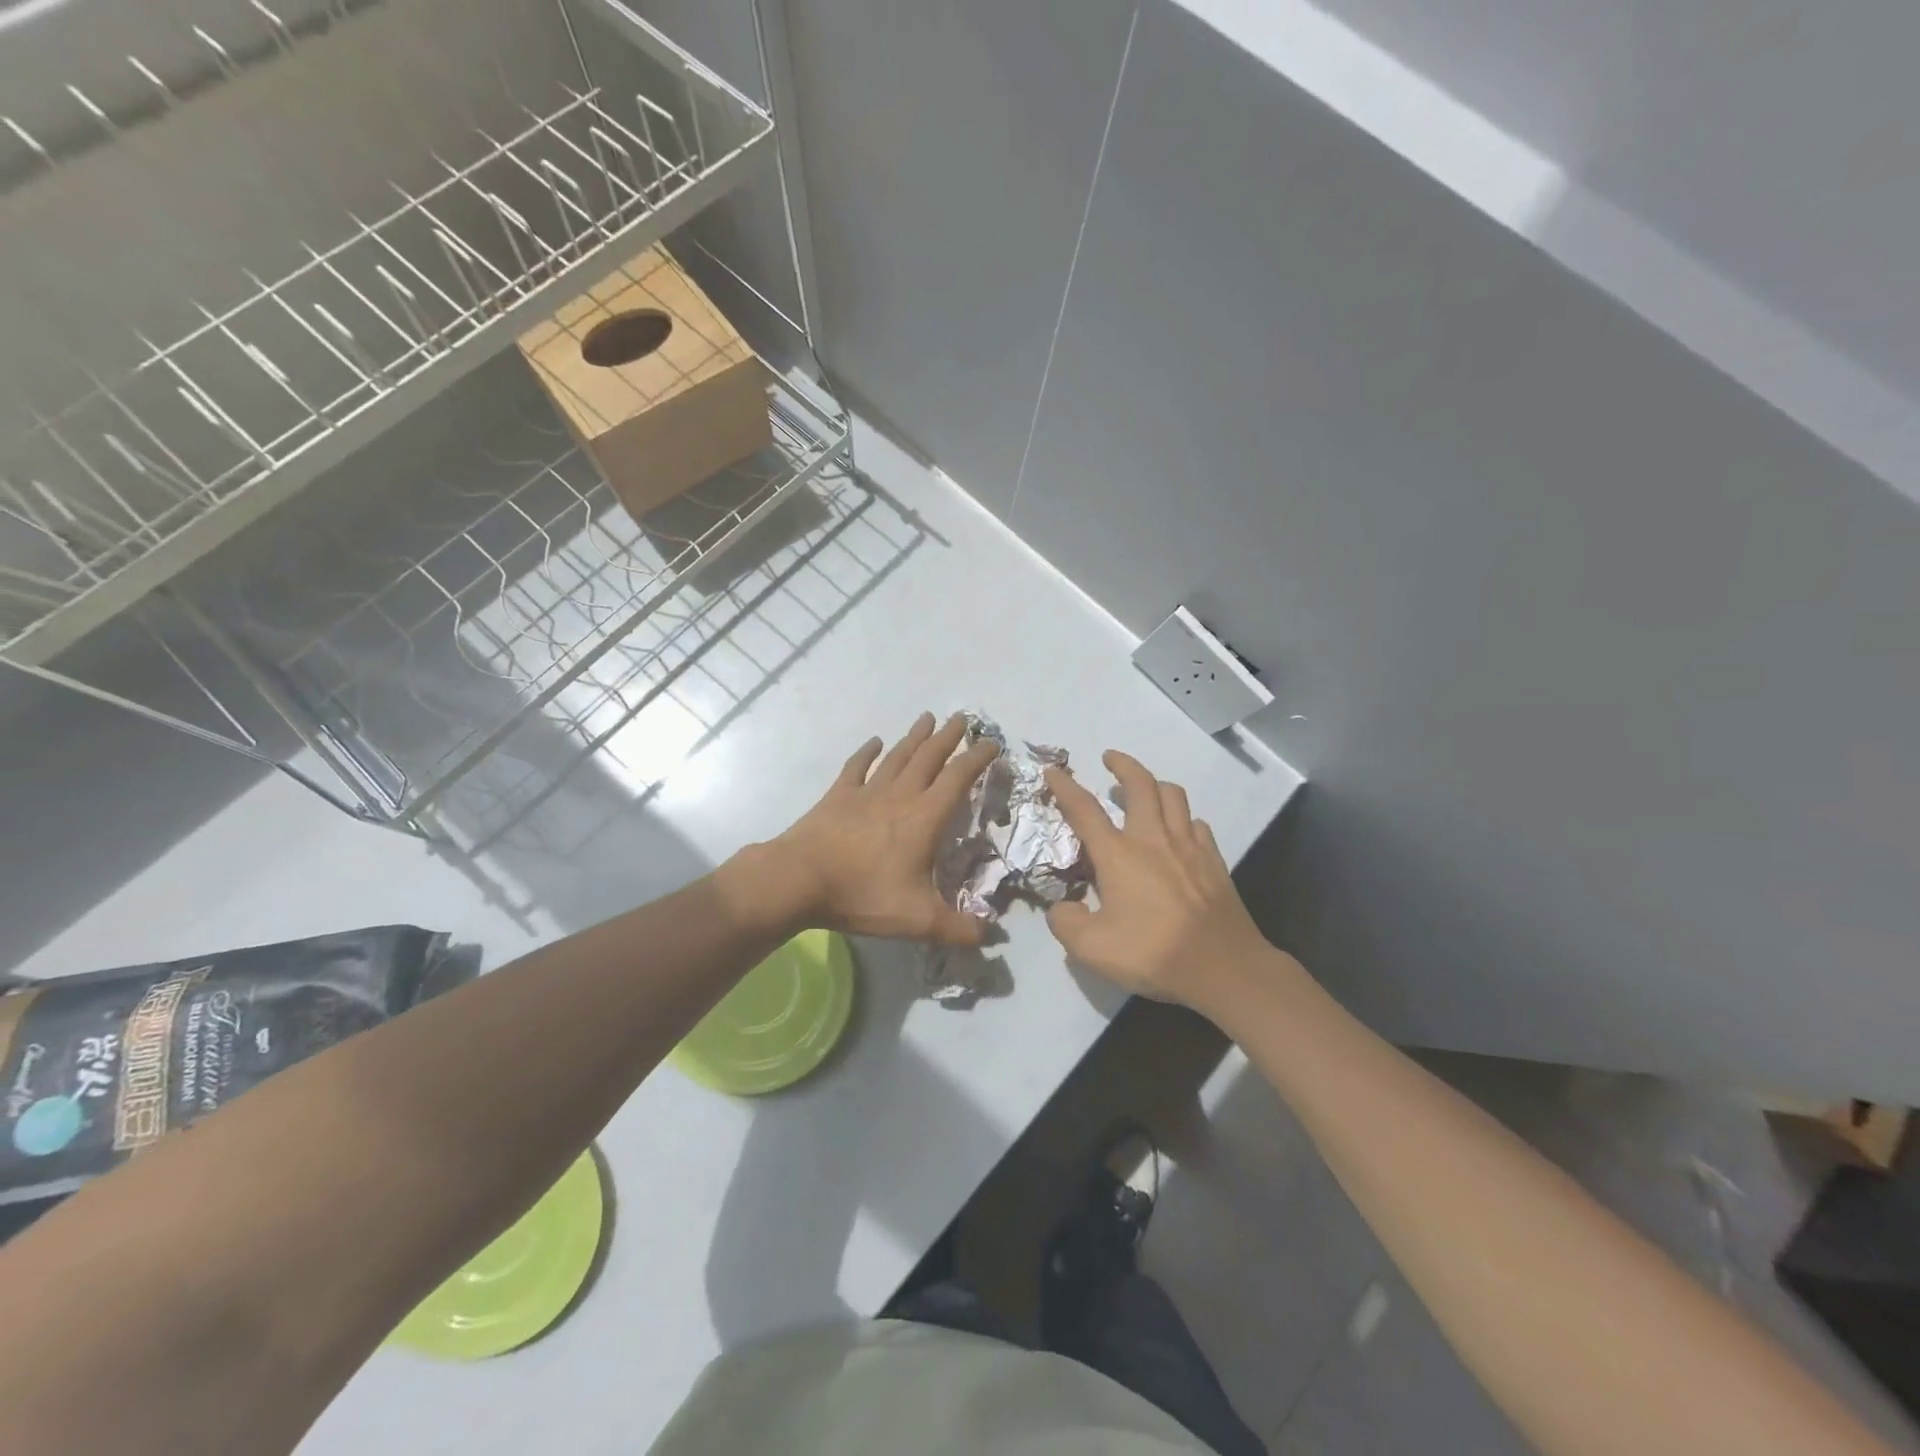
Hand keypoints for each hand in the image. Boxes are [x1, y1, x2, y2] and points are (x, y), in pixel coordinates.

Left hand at [770, 713, 999, 944]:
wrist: (799, 879)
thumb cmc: (863, 895)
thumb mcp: (917, 919)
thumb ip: (958, 928)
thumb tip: (992, 935)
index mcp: (924, 817)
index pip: (958, 778)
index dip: (978, 758)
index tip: (992, 743)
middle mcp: (899, 795)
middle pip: (929, 757)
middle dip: (949, 737)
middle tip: (963, 718)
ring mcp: (866, 792)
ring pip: (897, 756)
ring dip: (914, 737)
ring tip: (927, 718)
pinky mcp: (838, 796)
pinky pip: (856, 767)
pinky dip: (867, 752)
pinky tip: (874, 742)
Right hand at [1044, 750, 1278, 1012]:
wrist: (1223, 967)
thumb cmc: (1153, 953)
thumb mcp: (1092, 949)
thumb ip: (1066, 923)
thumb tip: (1061, 907)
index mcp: (1119, 855)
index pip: (1084, 810)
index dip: (1066, 787)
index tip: (1054, 770)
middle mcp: (1153, 839)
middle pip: (1140, 784)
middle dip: (1122, 764)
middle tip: (1110, 758)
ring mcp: (1189, 846)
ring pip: (1173, 796)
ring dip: (1155, 784)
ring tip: (1145, 790)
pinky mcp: (1214, 860)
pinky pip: (1197, 823)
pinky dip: (1183, 818)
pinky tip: (1179, 830)